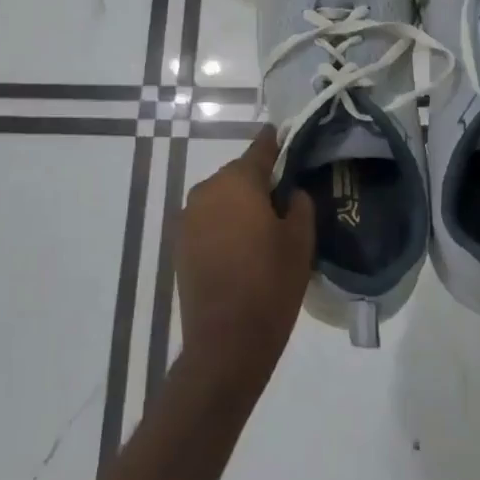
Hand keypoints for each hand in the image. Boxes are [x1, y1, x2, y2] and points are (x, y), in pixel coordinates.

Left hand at [176, 127, 315, 382]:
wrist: (226, 341)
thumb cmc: (270, 284)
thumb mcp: (300, 241)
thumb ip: (299, 204)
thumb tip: (291, 192)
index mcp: (238, 182)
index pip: (260, 149)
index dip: (276, 143)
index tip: (287, 138)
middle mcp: (207, 190)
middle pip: (239, 175)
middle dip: (260, 183)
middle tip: (285, 202)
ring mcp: (188, 218)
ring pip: (222, 199)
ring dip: (240, 206)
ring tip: (264, 229)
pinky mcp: (179, 244)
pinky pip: (208, 221)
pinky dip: (224, 226)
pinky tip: (241, 249)